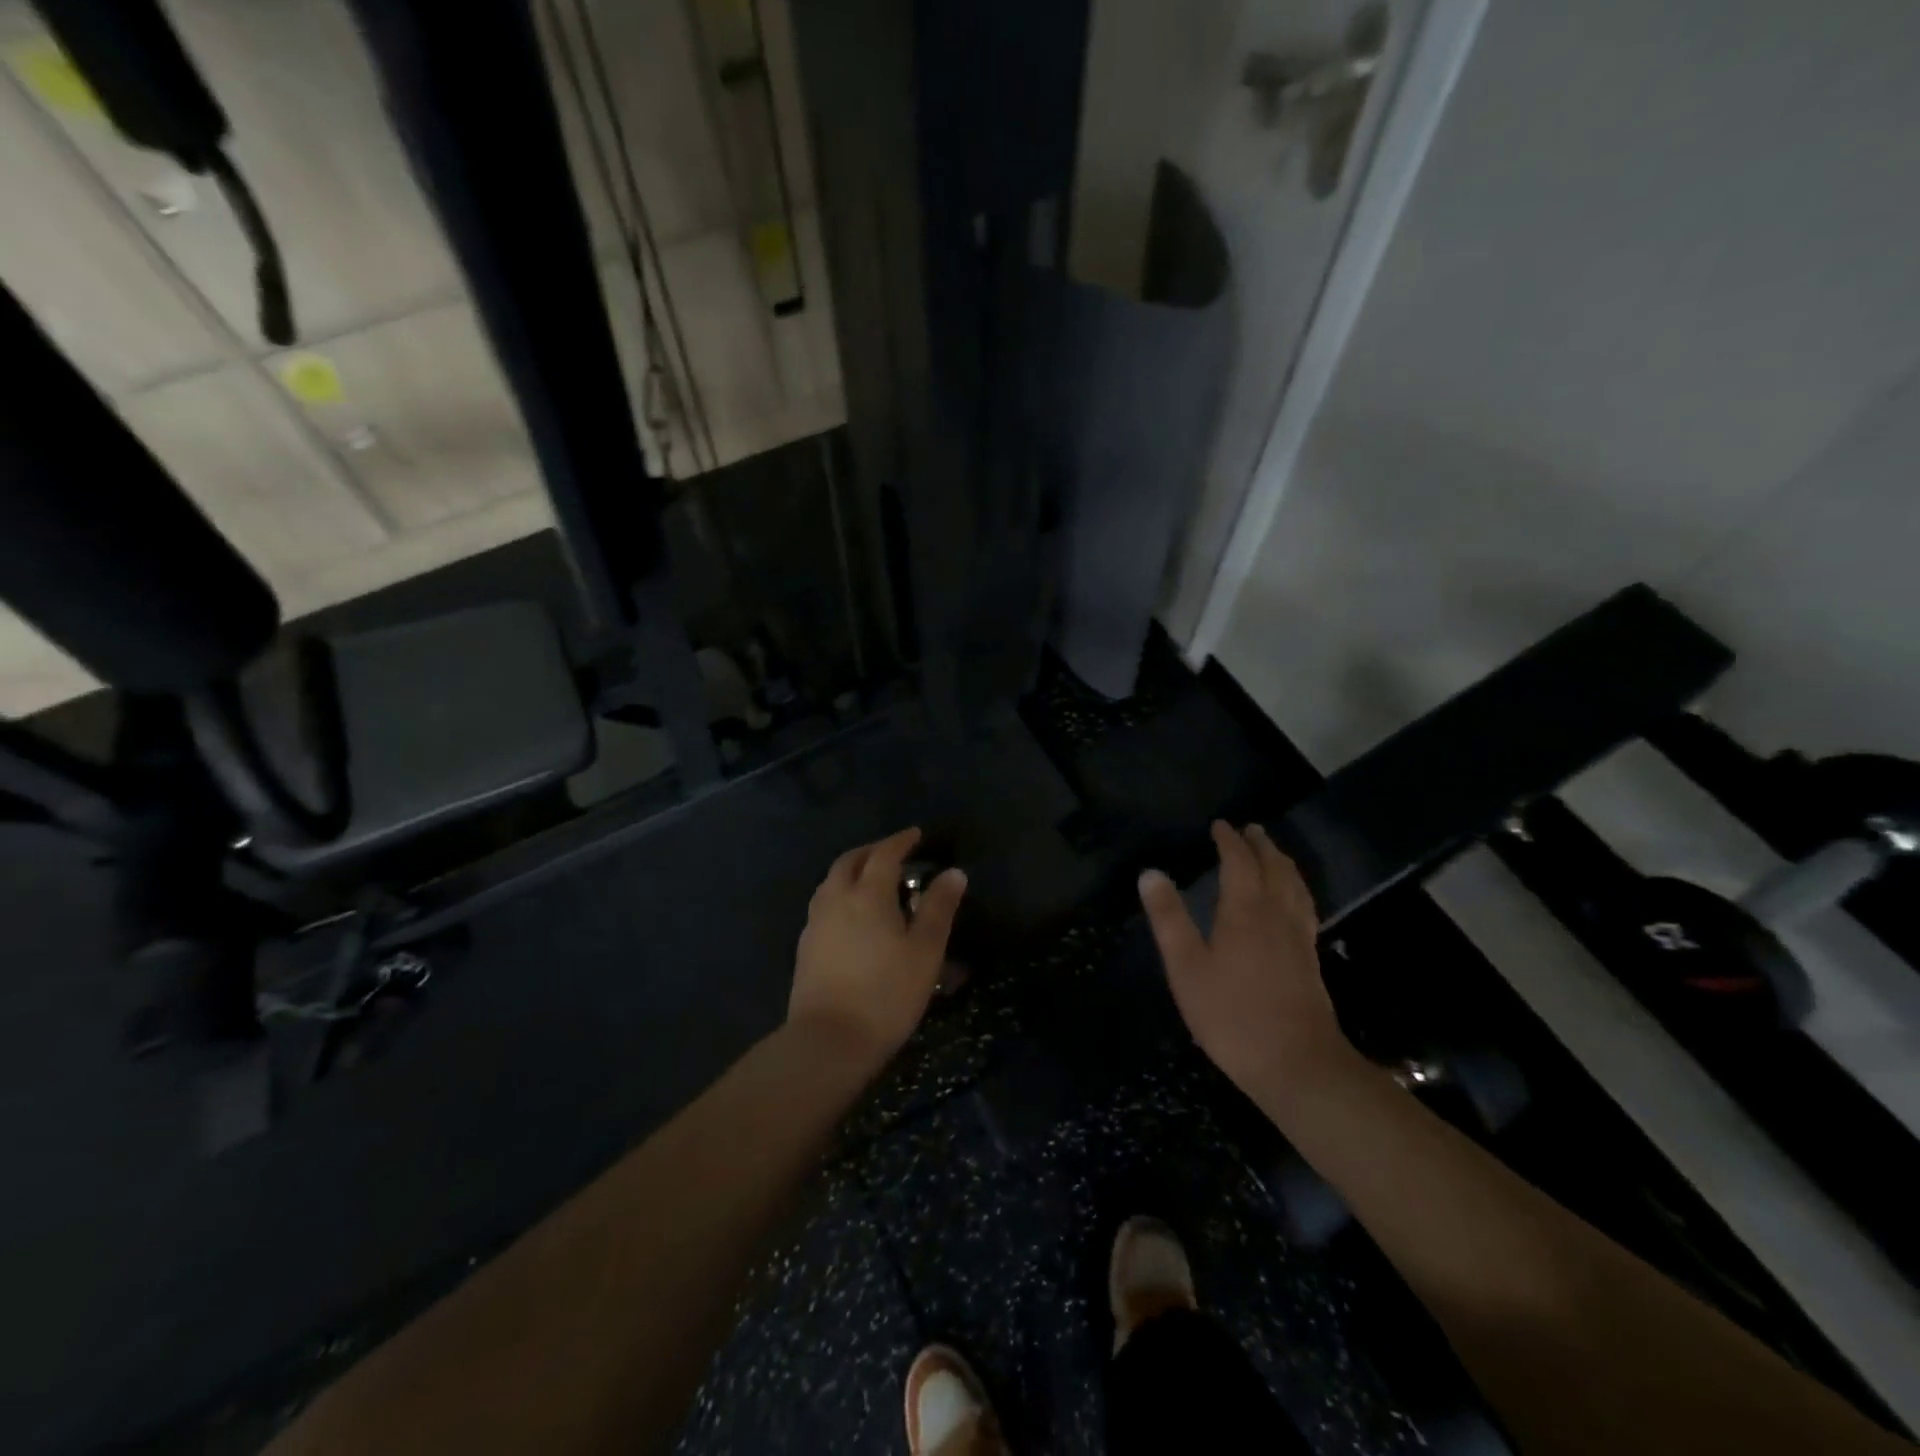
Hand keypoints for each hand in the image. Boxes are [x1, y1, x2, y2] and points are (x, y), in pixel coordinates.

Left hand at [789, 827, 966, 1067]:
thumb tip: (953, 873)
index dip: (901, 841)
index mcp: (867, 894)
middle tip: (894, 853)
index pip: (884, 854)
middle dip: (872, 851)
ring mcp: (815, 923)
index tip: (916, 834)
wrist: (828, 1041)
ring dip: (852, 871)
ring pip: (832, 882)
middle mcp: (836, 899)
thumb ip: (938, 908)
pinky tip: (853, 917)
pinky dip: (841, 896)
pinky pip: (824, 905)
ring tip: (873, 882)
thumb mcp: (925, 951)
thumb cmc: (886, 994)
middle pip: (850, 861)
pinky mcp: (805, 947)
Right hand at [1138, 822, 1352, 1102]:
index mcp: (1245, 910)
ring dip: (1282, 863)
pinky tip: (1293, 901)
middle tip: (1250, 829)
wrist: (1296, 1065)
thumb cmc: (1231, 1015)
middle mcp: (1276, 914)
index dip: (1229, 841)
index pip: (1239, 862)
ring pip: (1294, 886)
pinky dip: (1296, 889)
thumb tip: (1150, 873)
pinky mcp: (1310, 959)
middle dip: (1260, 845)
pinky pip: (1304, 907)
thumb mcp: (1186, 967)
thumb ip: (1169, 918)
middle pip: (1274, 868)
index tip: (1219, 825)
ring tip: (1273, 853)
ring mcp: (1298, 937)